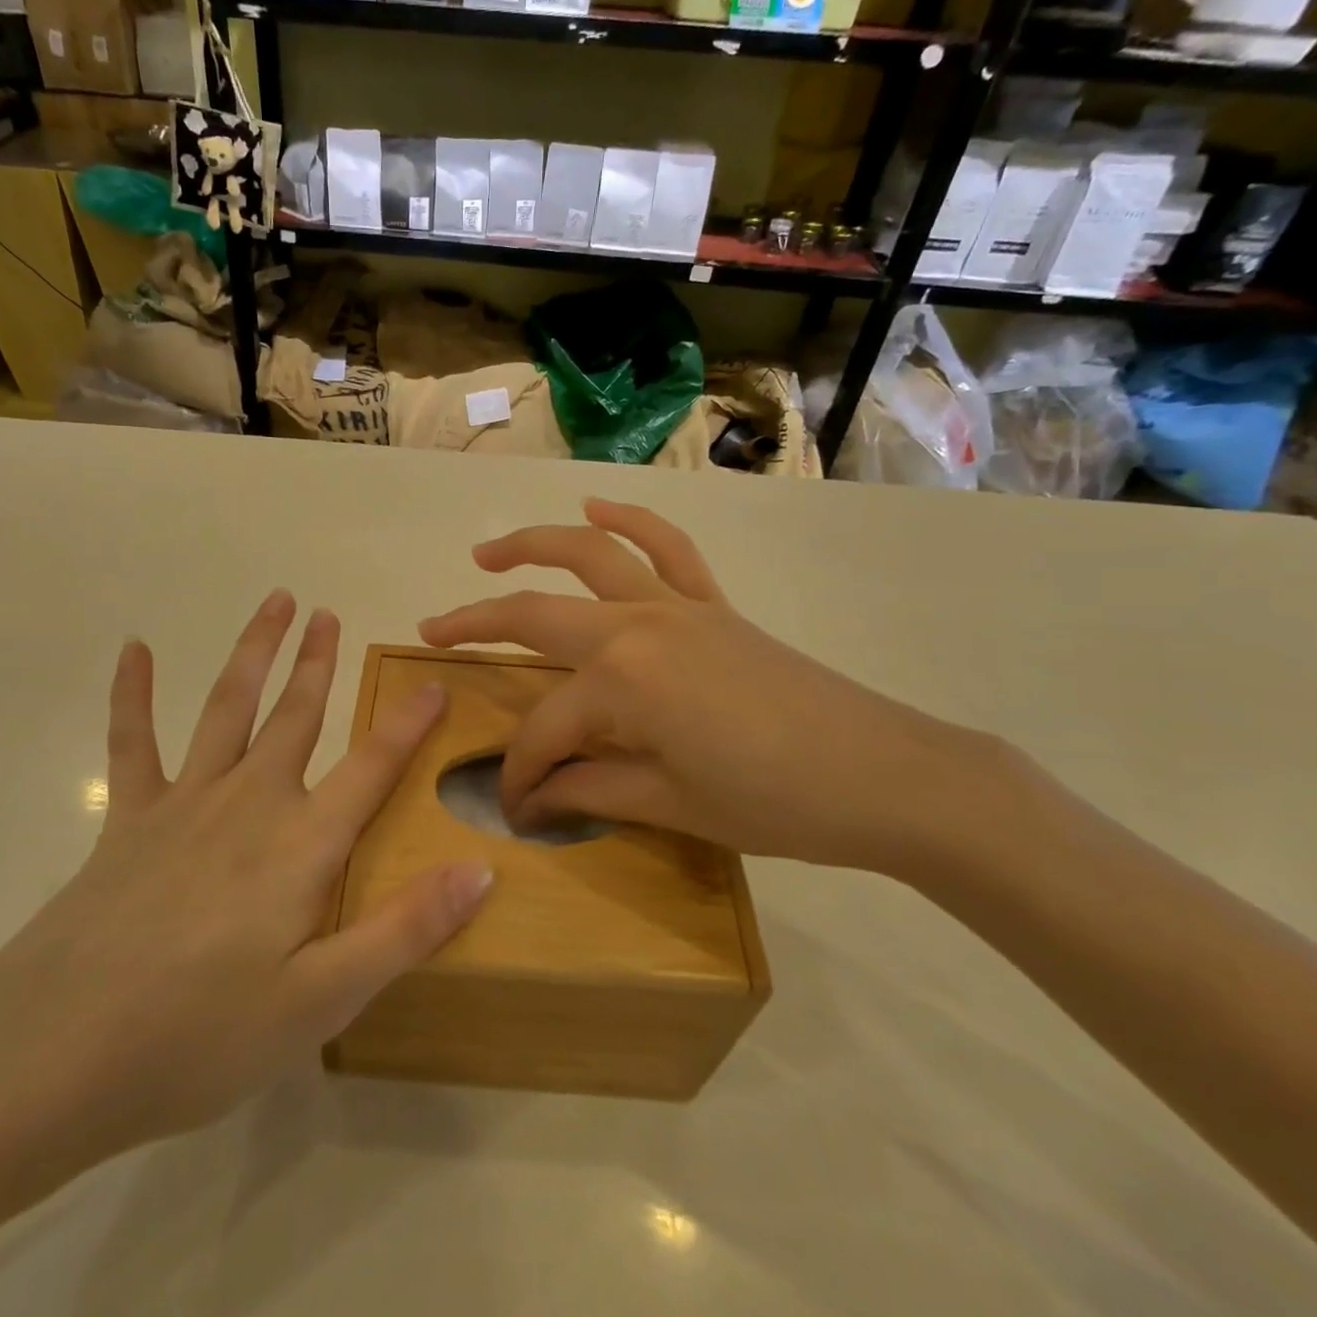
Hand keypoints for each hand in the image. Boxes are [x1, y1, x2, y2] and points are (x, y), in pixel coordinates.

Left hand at [0, 593, 492, 1203]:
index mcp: (301, 844)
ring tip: (275, 602)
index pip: (370, 768)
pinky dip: (134, 692)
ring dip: (254, 652)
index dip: (406, 724)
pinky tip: (135, 649)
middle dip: (317, 663)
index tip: (432, 682)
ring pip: (228, 707)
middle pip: (295, 717)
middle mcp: (249, 803)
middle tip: (329, 614)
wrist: (53, 1055)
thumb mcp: (321, 1002)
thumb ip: (404, 930)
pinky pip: (133, 742)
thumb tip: (480, 870)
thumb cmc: (200, 1035)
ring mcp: (183, 803)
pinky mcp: (128, 819)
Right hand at [419, 500, 986, 875]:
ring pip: (588, 555)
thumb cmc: (773, 802)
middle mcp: (635, 626)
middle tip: (431, 631)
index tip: (515, 807)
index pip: (545, 731)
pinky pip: (666, 547)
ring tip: (485, 553)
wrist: (886, 775)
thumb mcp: (669, 804)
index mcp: (621, 682)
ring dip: (531, 545)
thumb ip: (589, 790)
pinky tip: (595, 508)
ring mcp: (676, 605)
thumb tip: (532, 798)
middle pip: (535, 617)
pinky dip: (628, 521)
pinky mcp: (711, 604)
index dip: (522, 773)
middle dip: (474, 625)